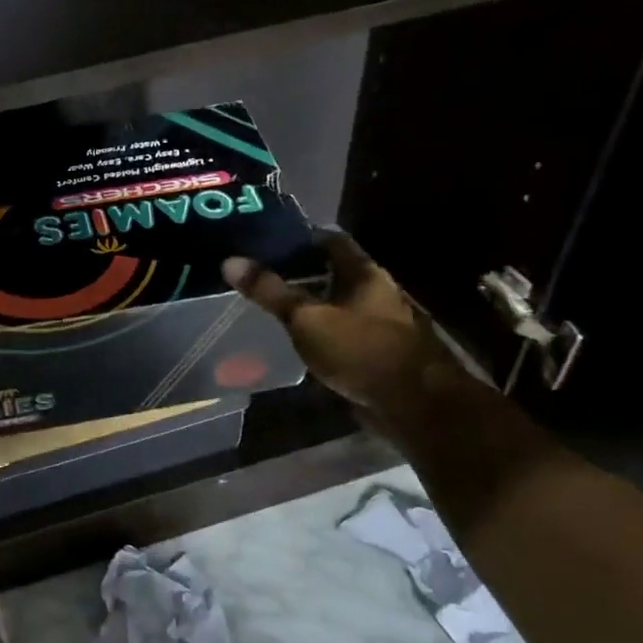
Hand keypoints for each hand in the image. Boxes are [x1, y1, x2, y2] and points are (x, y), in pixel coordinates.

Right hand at [222, 229, 434, 408]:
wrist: (412, 404)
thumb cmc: (360, 350)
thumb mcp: (307, 318)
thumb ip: (271, 292)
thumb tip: (230, 261)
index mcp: (365, 274)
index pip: (331, 241)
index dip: (302, 238)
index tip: (269, 243)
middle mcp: (376, 292)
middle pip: (336, 273)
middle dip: (303, 273)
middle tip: (264, 276)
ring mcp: (379, 324)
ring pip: (339, 304)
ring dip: (313, 304)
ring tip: (275, 307)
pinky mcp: (376, 352)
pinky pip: (342, 333)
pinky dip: (322, 332)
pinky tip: (299, 341)